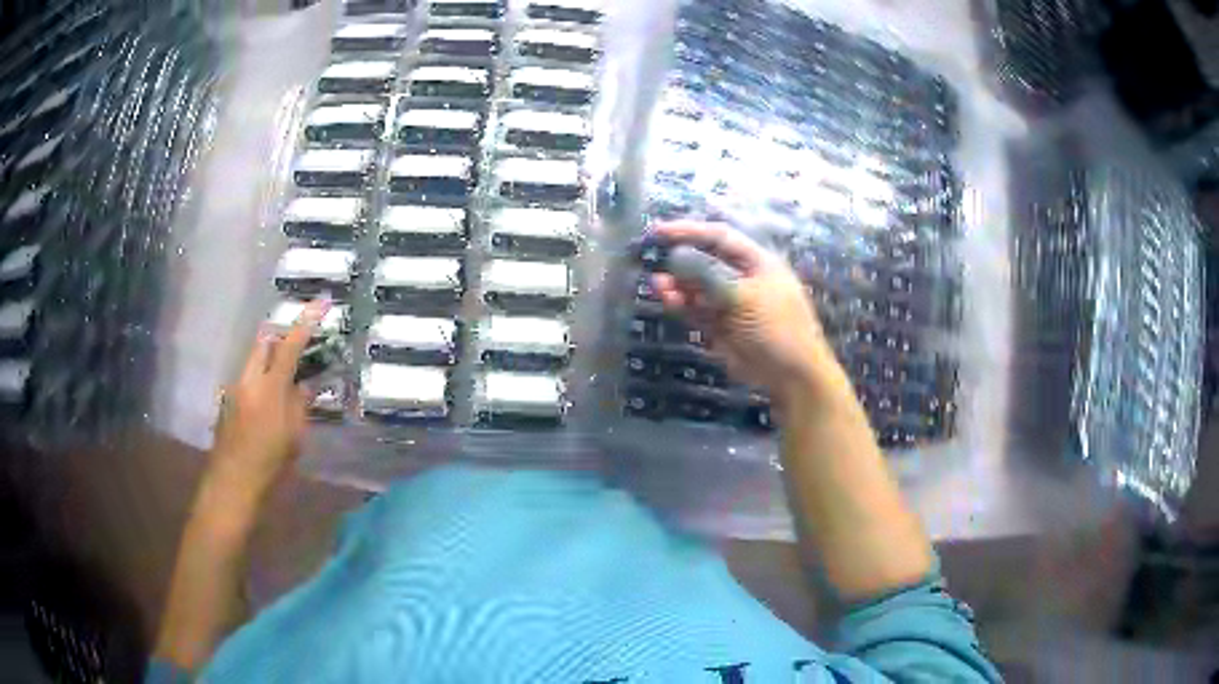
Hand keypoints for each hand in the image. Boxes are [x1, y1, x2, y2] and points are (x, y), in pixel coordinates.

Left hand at [207, 300, 328, 501]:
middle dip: (281, 339)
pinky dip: (260, 382)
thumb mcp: (294, 438)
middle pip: (264, 342)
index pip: (290, 345)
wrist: (232, 483)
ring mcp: (234, 388)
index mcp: (269, 387)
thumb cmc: (269, 464)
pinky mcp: (227, 401)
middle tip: (299, 351)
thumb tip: (305, 385)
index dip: (306, 321)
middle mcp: (248, 379)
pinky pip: (247, 379)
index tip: (321, 301)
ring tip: (285, 385)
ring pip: (254, 361)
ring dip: (270, 363)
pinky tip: (267, 409)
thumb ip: (299, 405)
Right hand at [651, 221, 841, 404]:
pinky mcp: (722, 326)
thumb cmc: (776, 328)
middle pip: (705, 260)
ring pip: (698, 286)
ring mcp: (731, 303)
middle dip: (679, 258)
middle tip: (652, 256)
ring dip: (678, 284)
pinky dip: (682, 303)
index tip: (659, 231)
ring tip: (659, 286)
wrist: (791, 375)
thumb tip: (675, 256)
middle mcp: (743, 277)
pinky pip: (697, 308)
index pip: (719, 237)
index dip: (689, 231)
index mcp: (757, 262)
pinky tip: (667, 299)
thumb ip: (707, 276)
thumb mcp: (742, 297)